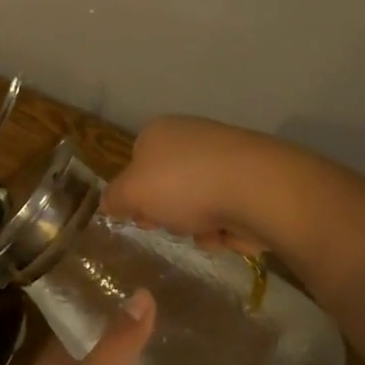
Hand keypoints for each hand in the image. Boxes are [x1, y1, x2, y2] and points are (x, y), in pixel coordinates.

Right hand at [101, 116, 294, 255]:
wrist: (256, 188)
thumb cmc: (184, 184)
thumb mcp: (132, 193)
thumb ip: (114, 198)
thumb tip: (108, 202)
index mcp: (159, 132)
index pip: (136, 163)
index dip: (135, 194)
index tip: (139, 217)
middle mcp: (191, 137)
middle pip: (168, 186)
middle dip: (169, 213)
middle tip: (172, 226)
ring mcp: (223, 158)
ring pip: (197, 204)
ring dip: (197, 226)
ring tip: (206, 231)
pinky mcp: (250, 180)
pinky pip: (226, 212)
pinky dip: (224, 227)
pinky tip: (229, 232)